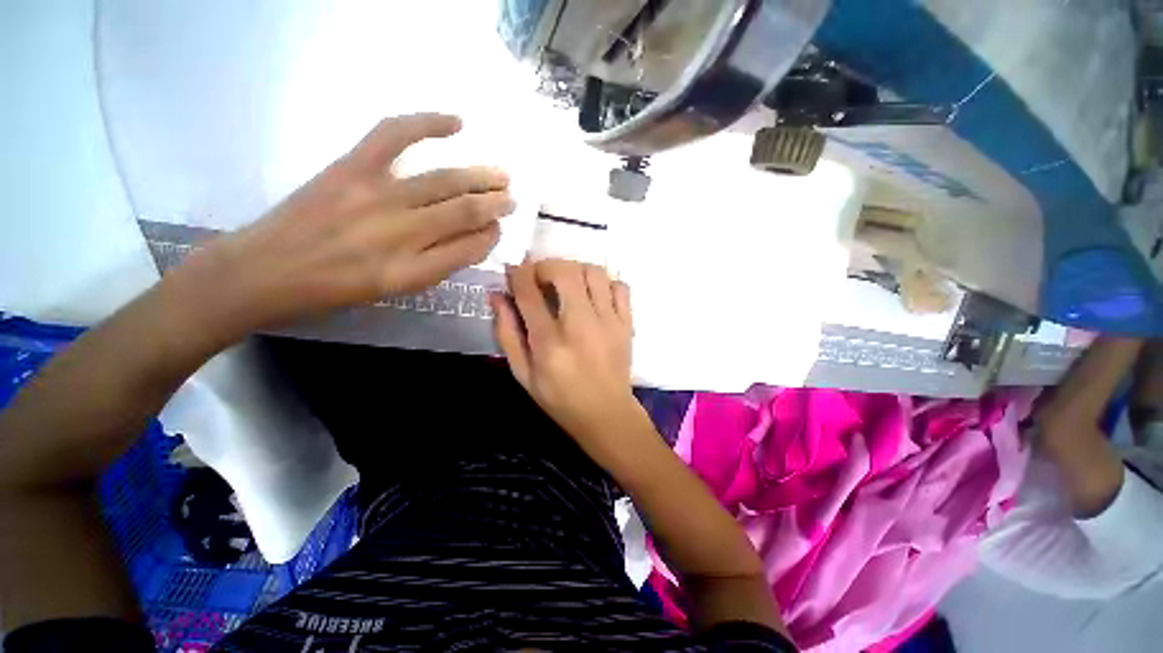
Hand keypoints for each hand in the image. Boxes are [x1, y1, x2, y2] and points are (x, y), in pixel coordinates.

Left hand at [180, 113, 514, 336]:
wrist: (265, 270)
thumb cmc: (333, 290)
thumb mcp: (393, 290)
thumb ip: (435, 265)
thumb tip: (469, 239)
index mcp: (412, 271)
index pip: (468, 249)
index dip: (489, 237)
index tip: (498, 229)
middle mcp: (401, 233)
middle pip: (463, 213)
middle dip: (494, 205)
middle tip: (512, 199)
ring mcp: (376, 195)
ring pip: (444, 182)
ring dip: (479, 178)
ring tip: (501, 175)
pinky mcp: (352, 168)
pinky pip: (395, 136)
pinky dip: (427, 124)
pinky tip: (457, 123)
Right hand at [492, 260, 647, 461]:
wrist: (606, 414)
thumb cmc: (560, 398)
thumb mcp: (522, 373)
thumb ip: (507, 333)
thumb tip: (497, 296)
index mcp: (549, 341)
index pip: (529, 291)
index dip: (518, 274)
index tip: (515, 272)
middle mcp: (581, 325)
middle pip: (565, 271)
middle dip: (546, 265)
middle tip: (540, 278)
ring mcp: (609, 321)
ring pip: (594, 272)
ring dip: (575, 270)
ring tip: (567, 284)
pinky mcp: (627, 323)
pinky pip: (620, 286)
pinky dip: (605, 283)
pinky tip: (594, 295)